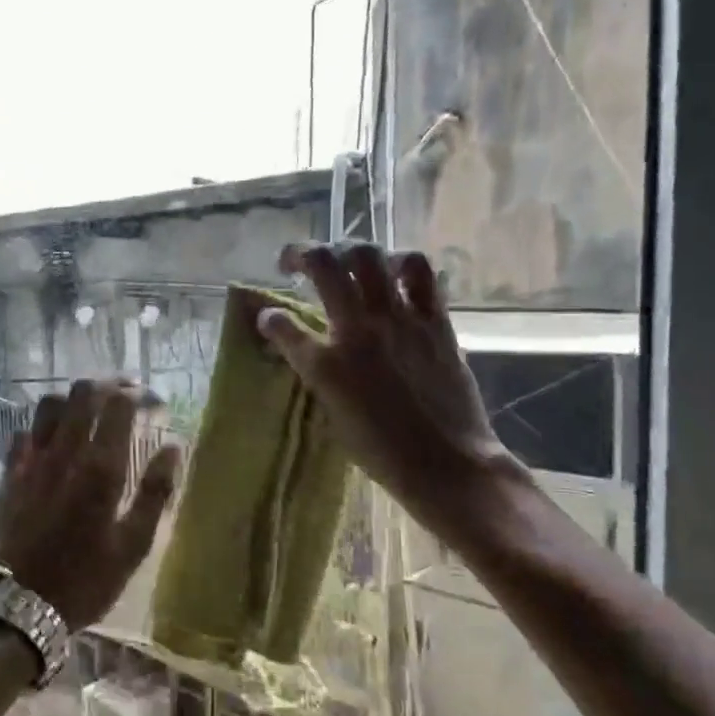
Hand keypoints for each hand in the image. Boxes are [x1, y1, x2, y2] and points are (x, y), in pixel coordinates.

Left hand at [0, 379, 183, 629]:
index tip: (153, 402)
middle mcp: (64, 453)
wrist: (20, 607)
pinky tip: (55, 440)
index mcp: (100, 468)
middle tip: (126, 396)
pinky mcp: (10, 474)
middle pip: (82, 393)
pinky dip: (44, 425)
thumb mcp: (134, 545)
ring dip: (74, 399)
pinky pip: (25, 431)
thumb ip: (155, 492)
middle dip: (108, 385)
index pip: (118, 404)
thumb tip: (173, 447)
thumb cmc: (86, 580)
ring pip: (49, 404)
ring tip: (91, 411)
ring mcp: (32, 461)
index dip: (138, 394)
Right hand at [256, 241, 518, 516]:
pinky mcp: (434, 320)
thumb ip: (318, 373)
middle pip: (324, 265)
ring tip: (345, 261)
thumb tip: (310, 348)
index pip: (282, 326)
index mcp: (325, 366)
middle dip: (301, 253)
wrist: (447, 465)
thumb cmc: (382, 453)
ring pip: (369, 255)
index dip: (268, 318)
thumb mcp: (333, 415)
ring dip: (349, 250)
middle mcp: (357, 331)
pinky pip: (419, 272)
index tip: (267, 318)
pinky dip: (401, 263)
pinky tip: (394, 273)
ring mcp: (399, 320)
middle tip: (295, 262)